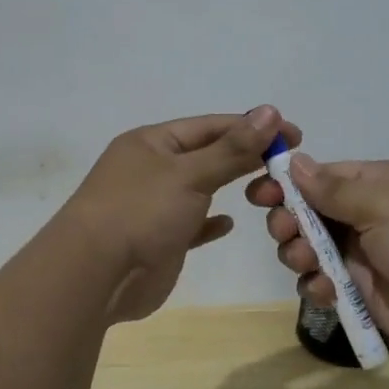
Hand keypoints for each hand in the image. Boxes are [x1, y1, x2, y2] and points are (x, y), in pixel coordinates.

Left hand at [63, 106, 297, 323]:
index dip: (252, 127)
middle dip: (245, 155)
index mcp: (152, 143)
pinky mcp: (159, 240)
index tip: (293, 134)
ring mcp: (153, 206)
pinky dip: (210, 222)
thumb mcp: (190, 174)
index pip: (211, 126)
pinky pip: (191, 224)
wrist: (95, 276)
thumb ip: (232, 148)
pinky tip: (229, 223)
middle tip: (288, 162)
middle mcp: (152, 169)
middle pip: (207, 154)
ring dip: (230, 186)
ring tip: (269, 188)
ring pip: (200, 189)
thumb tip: (271, 112)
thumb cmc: (141, 212)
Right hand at [245, 155, 388, 358]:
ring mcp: (366, 255)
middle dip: (290, 222)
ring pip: (311, 249)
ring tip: (305, 263)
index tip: (259, 194)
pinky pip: (324, 283)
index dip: (288, 184)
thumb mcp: (383, 203)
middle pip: (310, 213)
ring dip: (299, 255)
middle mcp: (369, 216)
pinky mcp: (363, 291)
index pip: (322, 177)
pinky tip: (323, 291)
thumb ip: (333, 188)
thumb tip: (295, 162)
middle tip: (286, 233)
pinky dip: (316, 286)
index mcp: (378, 184)